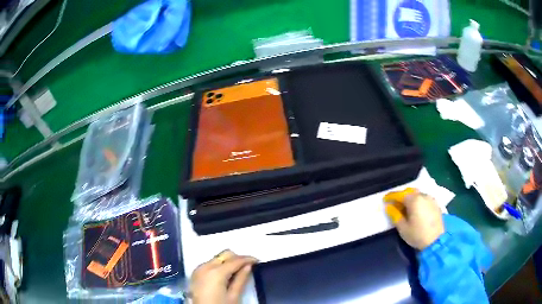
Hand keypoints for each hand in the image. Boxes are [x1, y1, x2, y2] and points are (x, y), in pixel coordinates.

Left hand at [190, 250, 257, 303]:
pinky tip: (226, 276)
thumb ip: (241, 279)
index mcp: (216, 272)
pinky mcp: (195, 274)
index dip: (248, 259)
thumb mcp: (233, 296)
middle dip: (237, 259)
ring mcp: (198, 269)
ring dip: (228, 262)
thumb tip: (248, 266)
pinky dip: (219, 266)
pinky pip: (209, 264)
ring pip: (217, 258)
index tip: (258, 261)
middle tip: (249, 266)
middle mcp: (205, 266)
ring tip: (238, 272)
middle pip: (224, 255)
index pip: (235, 260)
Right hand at [394, 193, 444, 249]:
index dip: (390, 196)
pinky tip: (416, 209)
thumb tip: (389, 207)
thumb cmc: (417, 235)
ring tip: (405, 207)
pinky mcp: (435, 204)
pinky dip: (417, 201)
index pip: (399, 194)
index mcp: (413, 200)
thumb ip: (395, 215)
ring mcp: (430, 199)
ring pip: (417, 194)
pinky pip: (423, 198)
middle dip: (400, 196)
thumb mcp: (403, 228)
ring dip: (409, 198)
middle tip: (394, 204)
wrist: (437, 241)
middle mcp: (422, 195)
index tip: (384, 200)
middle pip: (409, 192)